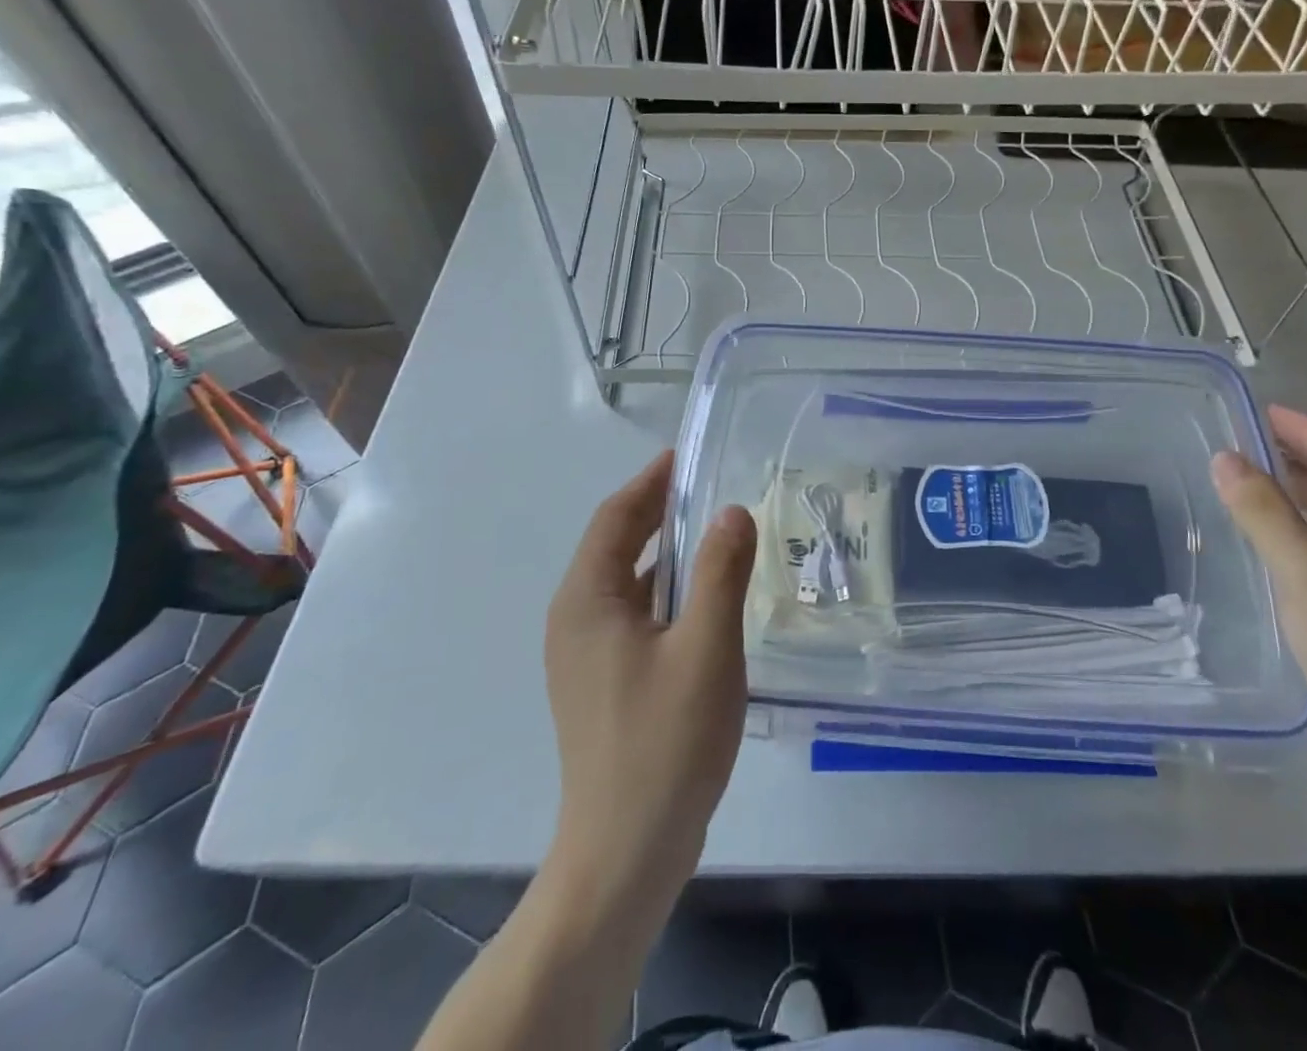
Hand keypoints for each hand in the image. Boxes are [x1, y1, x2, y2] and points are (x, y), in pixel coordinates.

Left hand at [544, 451, 756, 901]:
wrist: (628, 851)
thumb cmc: (665, 741)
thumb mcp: (705, 647)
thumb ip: (720, 572)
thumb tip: (731, 511)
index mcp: (586, 600)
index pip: (615, 518)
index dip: (651, 482)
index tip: (686, 455)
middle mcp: (575, 619)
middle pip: (616, 545)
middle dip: (658, 512)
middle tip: (708, 486)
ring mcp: (585, 655)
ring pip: (627, 582)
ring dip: (665, 552)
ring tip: (714, 534)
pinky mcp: (603, 683)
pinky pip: (634, 614)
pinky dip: (666, 591)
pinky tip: (704, 599)